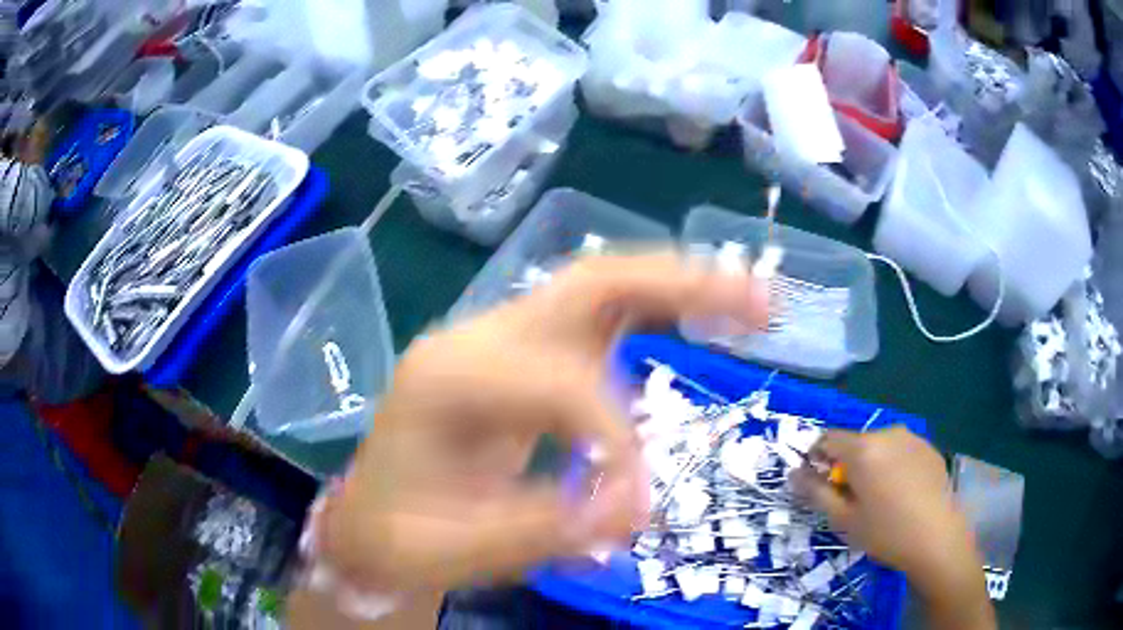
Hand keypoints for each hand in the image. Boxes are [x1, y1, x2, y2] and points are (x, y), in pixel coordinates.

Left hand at [321, 252, 767, 594]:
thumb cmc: (399, 537)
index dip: (613, 434)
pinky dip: (655, 311)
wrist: (371, 520)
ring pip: (599, 288)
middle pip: (587, 286)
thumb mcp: (455, 552)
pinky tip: (698, 316)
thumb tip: (632, 507)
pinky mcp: (520, 357)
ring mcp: (498, 338)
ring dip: (679, 287)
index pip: (557, 382)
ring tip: (751, 299)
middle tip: (759, 302)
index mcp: (446, 379)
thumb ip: (540, 530)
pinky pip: (596, 319)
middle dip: (679, 286)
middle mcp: (474, 337)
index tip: (637, 500)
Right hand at [791, 428, 994, 629]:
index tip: (821, 486)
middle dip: (846, 465)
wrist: (937, 538)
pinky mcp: (929, 448)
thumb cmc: (885, 532)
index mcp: (863, 448)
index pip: (827, 439)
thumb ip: (815, 492)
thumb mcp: (843, 519)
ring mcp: (912, 438)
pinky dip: (893, 466)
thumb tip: (793, 473)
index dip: (817, 460)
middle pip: (855, 442)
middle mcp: (888, 432)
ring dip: (871, 465)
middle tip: (851, 500)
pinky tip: (902, 494)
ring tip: (879, 498)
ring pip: (879, 446)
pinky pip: (901, 451)